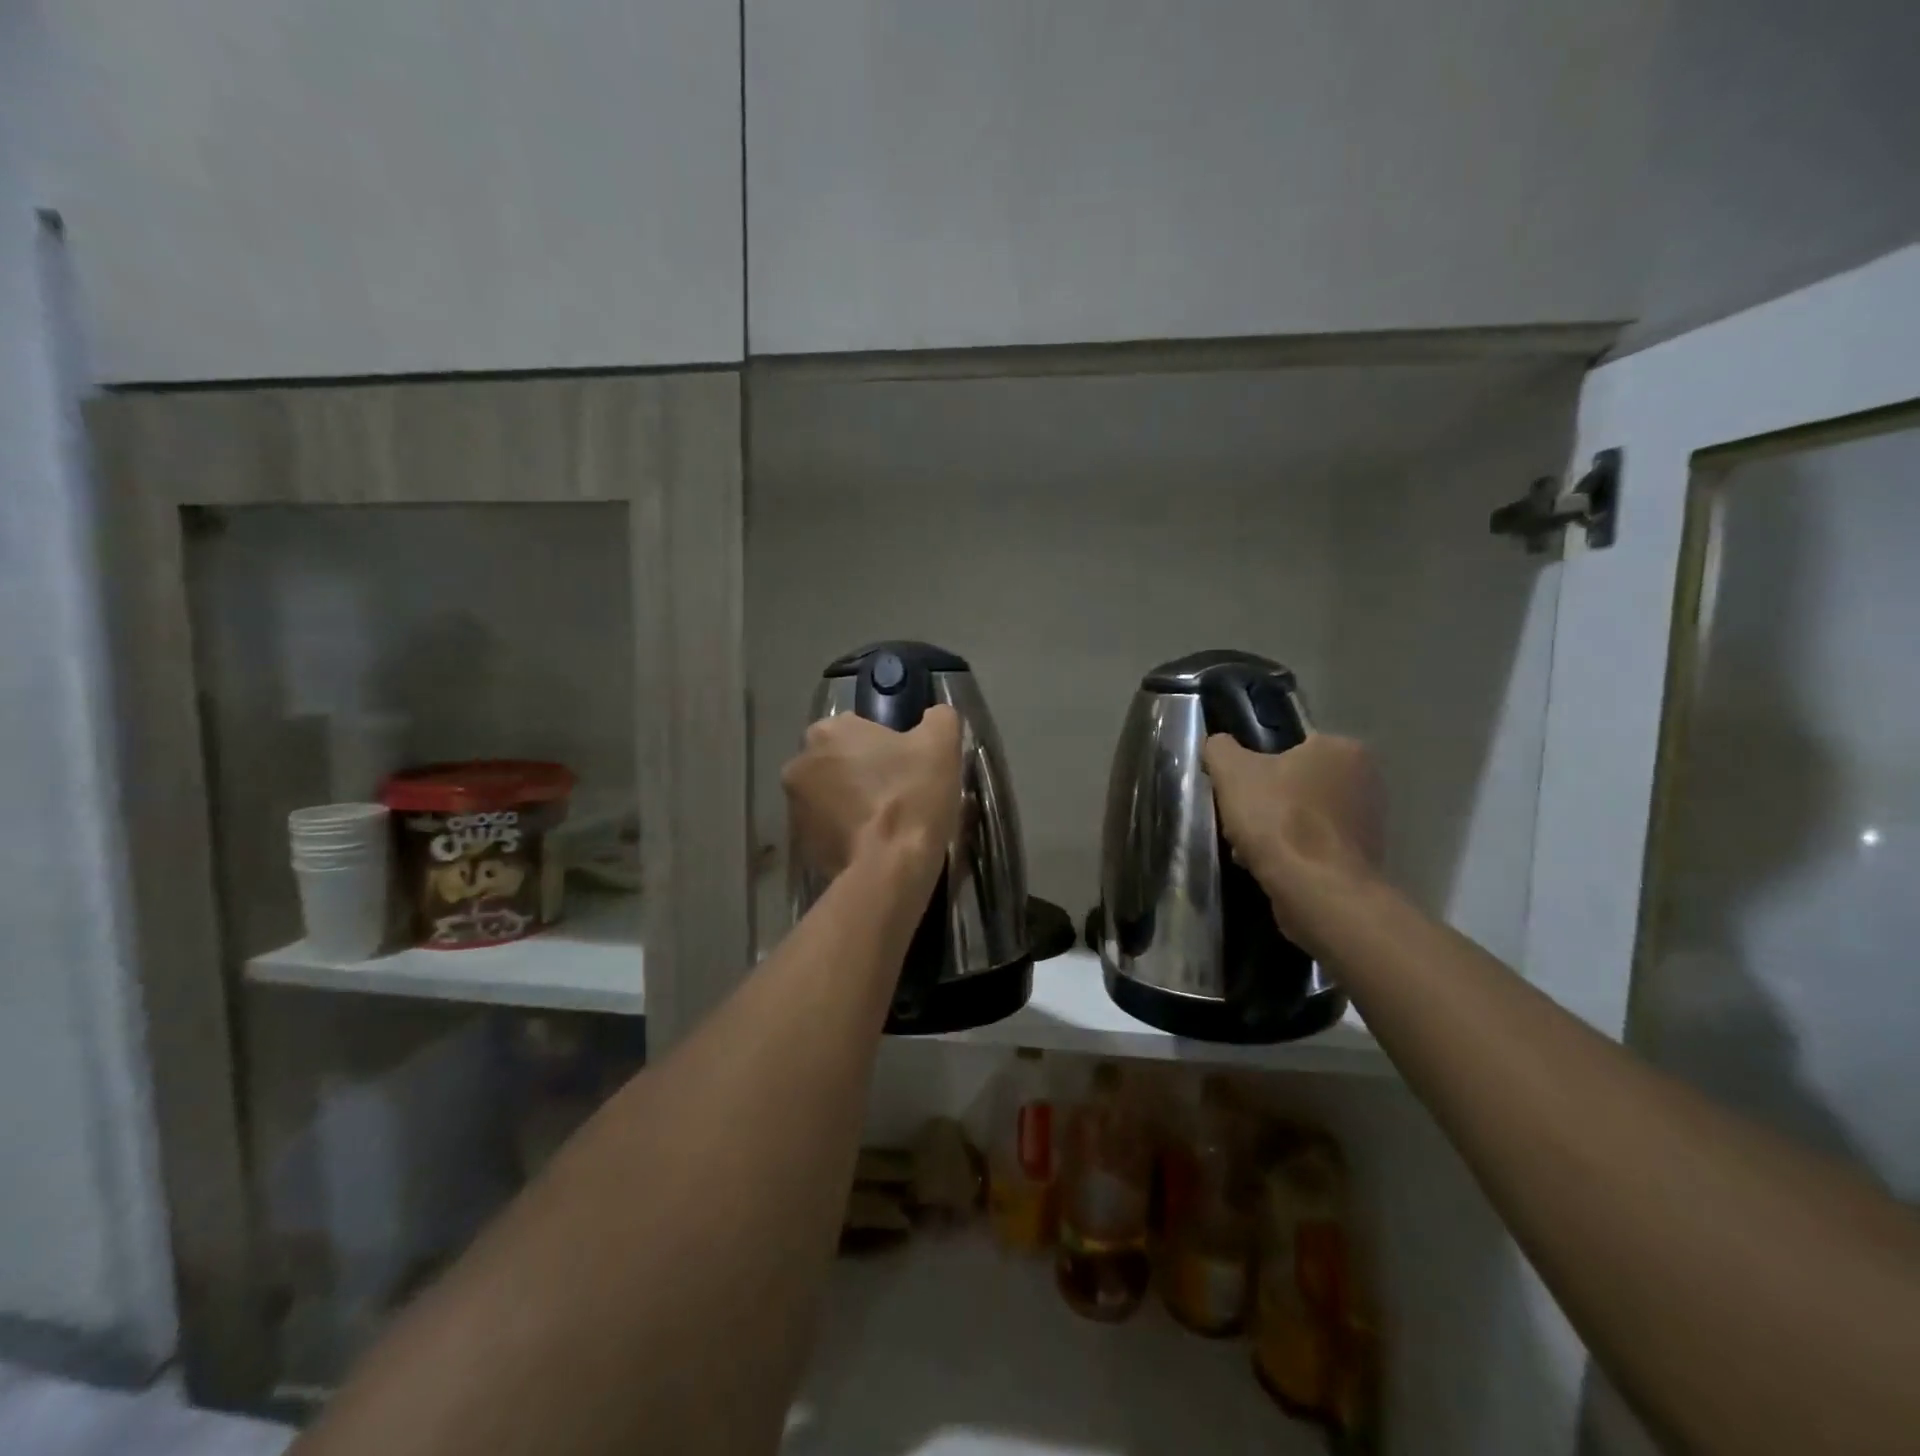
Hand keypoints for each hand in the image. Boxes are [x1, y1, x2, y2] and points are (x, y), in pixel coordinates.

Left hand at [782, 707, 962, 882]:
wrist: (891, 867)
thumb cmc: (912, 795)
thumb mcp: (941, 743)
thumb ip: (937, 718)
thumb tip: (934, 716)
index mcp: (827, 731)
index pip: (857, 727)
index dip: (884, 744)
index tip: (905, 764)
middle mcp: (799, 763)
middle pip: (838, 761)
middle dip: (861, 773)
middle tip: (898, 792)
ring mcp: (794, 807)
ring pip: (829, 795)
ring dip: (850, 802)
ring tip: (886, 823)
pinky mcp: (800, 844)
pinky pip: (826, 828)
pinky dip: (845, 832)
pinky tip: (872, 844)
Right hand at [1202, 732, 1383, 944]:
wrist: (1316, 889)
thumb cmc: (1278, 818)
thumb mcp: (1231, 771)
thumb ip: (1220, 749)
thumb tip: (1219, 744)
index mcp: (1342, 749)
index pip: (1289, 748)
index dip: (1256, 768)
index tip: (1238, 791)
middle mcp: (1367, 779)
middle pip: (1296, 784)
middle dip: (1265, 803)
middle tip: (1239, 821)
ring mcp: (1370, 822)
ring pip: (1304, 817)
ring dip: (1275, 830)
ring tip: (1249, 851)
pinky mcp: (1364, 858)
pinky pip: (1316, 847)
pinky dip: (1293, 854)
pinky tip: (1270, 868)